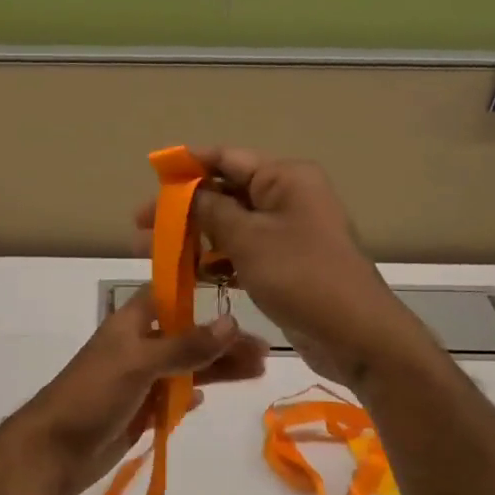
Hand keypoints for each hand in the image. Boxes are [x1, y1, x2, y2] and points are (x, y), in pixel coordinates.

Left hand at [9, 286, 268, 494]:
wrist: (51, 452)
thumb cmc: (92, 397)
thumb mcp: (139, 364)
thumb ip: (185, 346)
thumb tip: (231, 321)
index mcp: (131, 325)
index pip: (171, 296)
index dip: (202, 294)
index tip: (241, 294)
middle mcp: (135, 349)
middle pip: (186, 337)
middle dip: (222, 342)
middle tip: (264, 353)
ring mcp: (136, 383)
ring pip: (183, 370)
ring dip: (215, 370)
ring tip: (256, 373)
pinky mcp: (136, 414)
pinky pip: (169, 400)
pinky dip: (187, 397)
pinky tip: (204, 400)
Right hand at [137, 147, 413, 390]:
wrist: (355, 334)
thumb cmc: (301, 276)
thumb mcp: (248, 239)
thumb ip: (210, 211)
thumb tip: (184, 192)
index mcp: (284, 179)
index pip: (226, 159)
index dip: (187, 166)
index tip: (152, 177)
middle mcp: (286, 199)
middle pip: (223, 194)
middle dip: (181, 210)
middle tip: (139, 226)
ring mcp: (285, 235)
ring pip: (228, 228)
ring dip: (191, 239)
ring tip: (148, 252)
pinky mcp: (282, 266)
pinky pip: (240, 255)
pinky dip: (213, 262)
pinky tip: (181, 274)